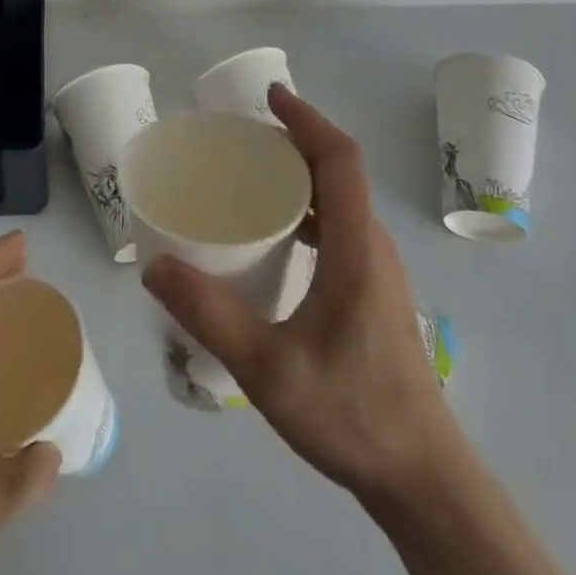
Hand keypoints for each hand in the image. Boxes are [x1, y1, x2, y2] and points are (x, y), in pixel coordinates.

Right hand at [144, 86, 452, 504]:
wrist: (421, 478)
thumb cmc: (351, 414)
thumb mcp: (268, 370)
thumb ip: (209, 316)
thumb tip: (154, 268)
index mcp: (356, 248)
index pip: (339, 160)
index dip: (307, 120)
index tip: (270, 96)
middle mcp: (373, 247)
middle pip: (339, 171)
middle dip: (295, 140)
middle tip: (242, 137)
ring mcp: (378, 270)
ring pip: (340, 199)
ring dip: (301, 174)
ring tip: (249, 176)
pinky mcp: (373, 291)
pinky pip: (339, 226)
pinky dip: (306, 207)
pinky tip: (273, 236)